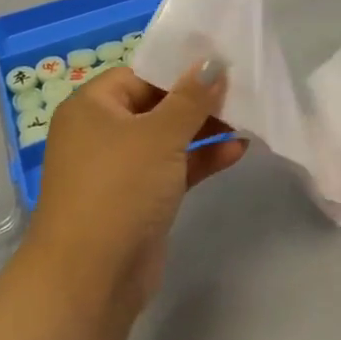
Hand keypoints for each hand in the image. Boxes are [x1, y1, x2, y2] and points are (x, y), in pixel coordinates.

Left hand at [29, 60, 247, 312]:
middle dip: (198, 99)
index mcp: (92, 106)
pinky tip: (239, 150)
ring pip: (168, 138)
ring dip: (205, 129)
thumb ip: (191, 97)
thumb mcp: (160, 135)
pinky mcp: (139, 199)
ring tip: (249, 116)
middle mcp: (102, 132)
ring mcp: (120, 168)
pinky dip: (201, 159)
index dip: (180, 67)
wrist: (91, 277)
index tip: (223, 62)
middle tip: (243, 88)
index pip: (141, 73)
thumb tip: (212, 62)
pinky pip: (173, 167)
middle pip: (156, 104)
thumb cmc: (120, 188)